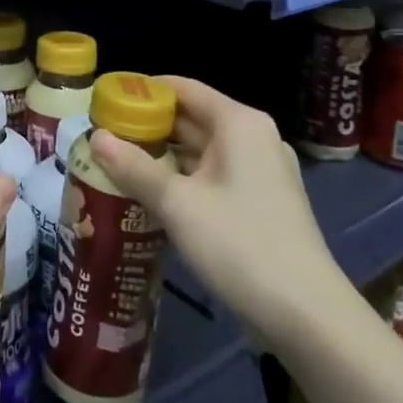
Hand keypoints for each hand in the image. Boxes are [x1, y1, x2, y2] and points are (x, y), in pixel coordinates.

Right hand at [87, 76, 350, 349]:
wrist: (307, 315)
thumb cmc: (240, 244)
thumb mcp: (177, 204)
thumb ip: (134, 167)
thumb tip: (95, 137)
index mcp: (239, 124)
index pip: (182, 87)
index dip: (142, 90)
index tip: (104, 99)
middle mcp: (253, 137)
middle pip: (191, 116)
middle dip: (147, 125)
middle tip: (102, 133)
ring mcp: (261, 170)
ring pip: (201, 149)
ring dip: (162, 153)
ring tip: (116, 160)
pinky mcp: (261, 200)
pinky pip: (213, 174)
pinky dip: (182, 176)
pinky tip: (151, 191)